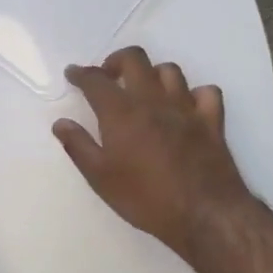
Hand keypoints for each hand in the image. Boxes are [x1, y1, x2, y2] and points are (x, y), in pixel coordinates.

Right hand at [53, 47, 254, 262]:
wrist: (204, 214)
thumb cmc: (145, 198)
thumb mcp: (101, 178)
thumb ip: (78, 146)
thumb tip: (61, 122)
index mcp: (122, 112)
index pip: (96, 80)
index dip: (81, 73)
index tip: (73, 73)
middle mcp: (153, 100)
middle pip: (135, 59)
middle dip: (116, 61)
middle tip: (108, 77)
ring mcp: (186, 107)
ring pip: (170, 70)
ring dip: (153, 74)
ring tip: (144, 91)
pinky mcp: (212, 121)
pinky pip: (206, 91)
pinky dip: (194, 93)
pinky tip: (185, 107)